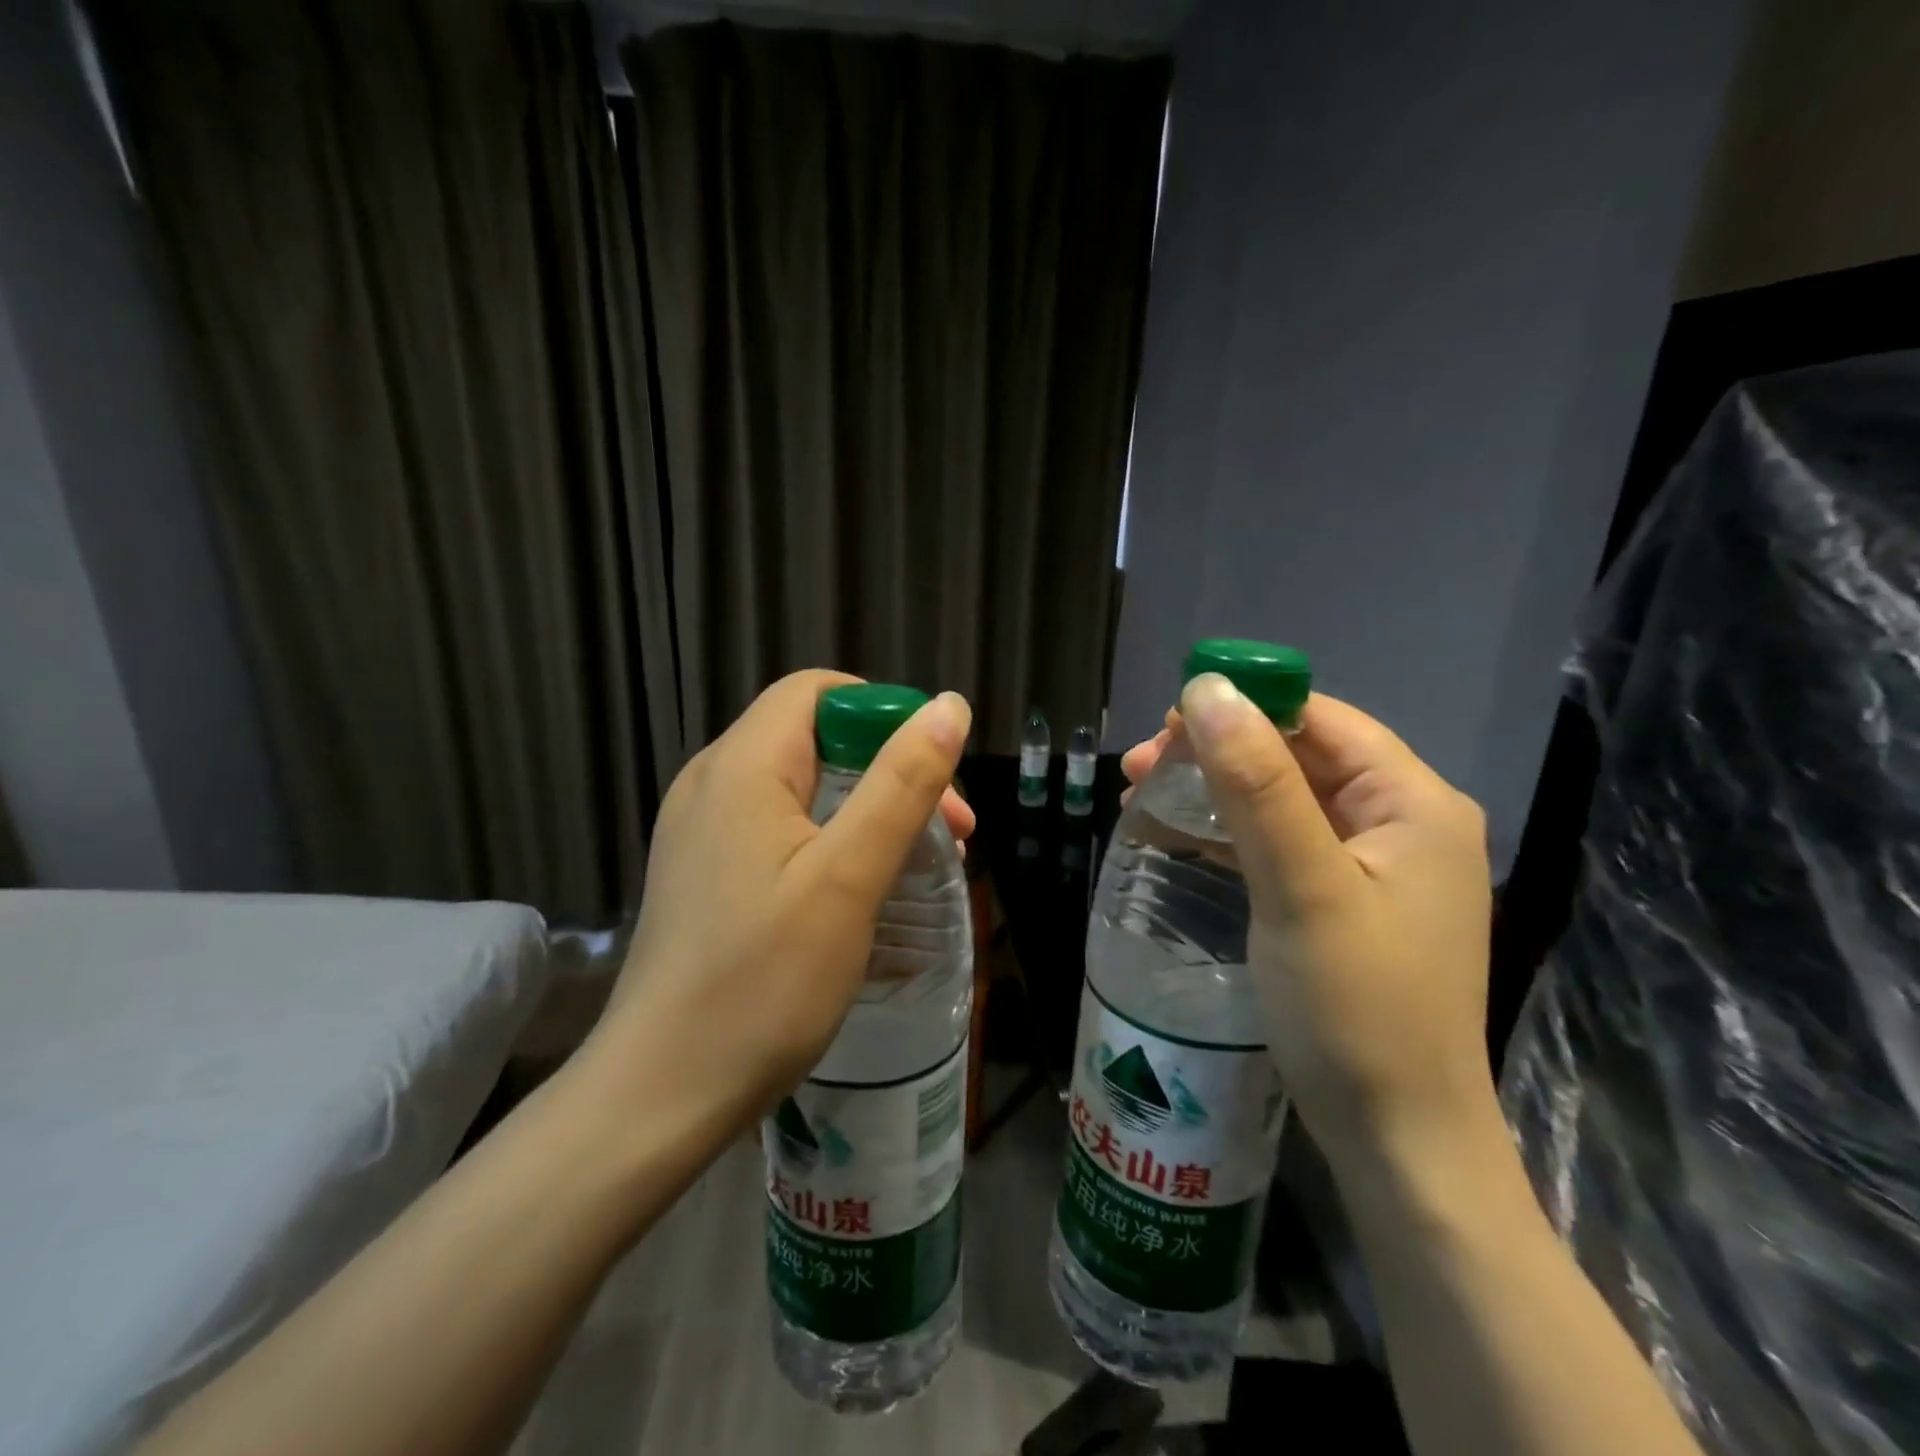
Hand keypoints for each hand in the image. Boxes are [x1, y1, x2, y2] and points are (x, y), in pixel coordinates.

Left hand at [579, 670, 973, 1137]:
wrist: (662, 1093)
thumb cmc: (764, 980)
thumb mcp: (849, 875)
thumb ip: (902, 782)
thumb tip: (949, 706)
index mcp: (742, 765)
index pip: (819, 691)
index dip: (886, 715)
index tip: (936, 774)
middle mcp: (712, 783)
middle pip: (814, 737)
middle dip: (889, 769)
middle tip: (950, 834)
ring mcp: (702, 831)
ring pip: (801, 786)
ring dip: (867, 809)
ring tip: (918, 864)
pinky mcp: (705, 873)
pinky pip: (778, 828)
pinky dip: (831, 840)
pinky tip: (863, 891)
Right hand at [1125, 678, 1493, 1166]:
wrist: (1397, 1139)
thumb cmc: (1355, 1009)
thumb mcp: (1300, 887)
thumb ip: (1256, 784)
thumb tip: (1209, 689)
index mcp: (1413, 802)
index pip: (1320, 719)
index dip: (1243, 707)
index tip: (1164, 726)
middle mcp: (1404, 822)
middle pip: (1300, 755)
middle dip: (1216, 752)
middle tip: (1139, 768)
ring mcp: (1377, 866)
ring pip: (1286, 798)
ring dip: (1216, 789)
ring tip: (1143, 795)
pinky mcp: (1349, 901)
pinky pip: (1284, 841)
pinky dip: (1232, 831)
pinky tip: (1184, 834)